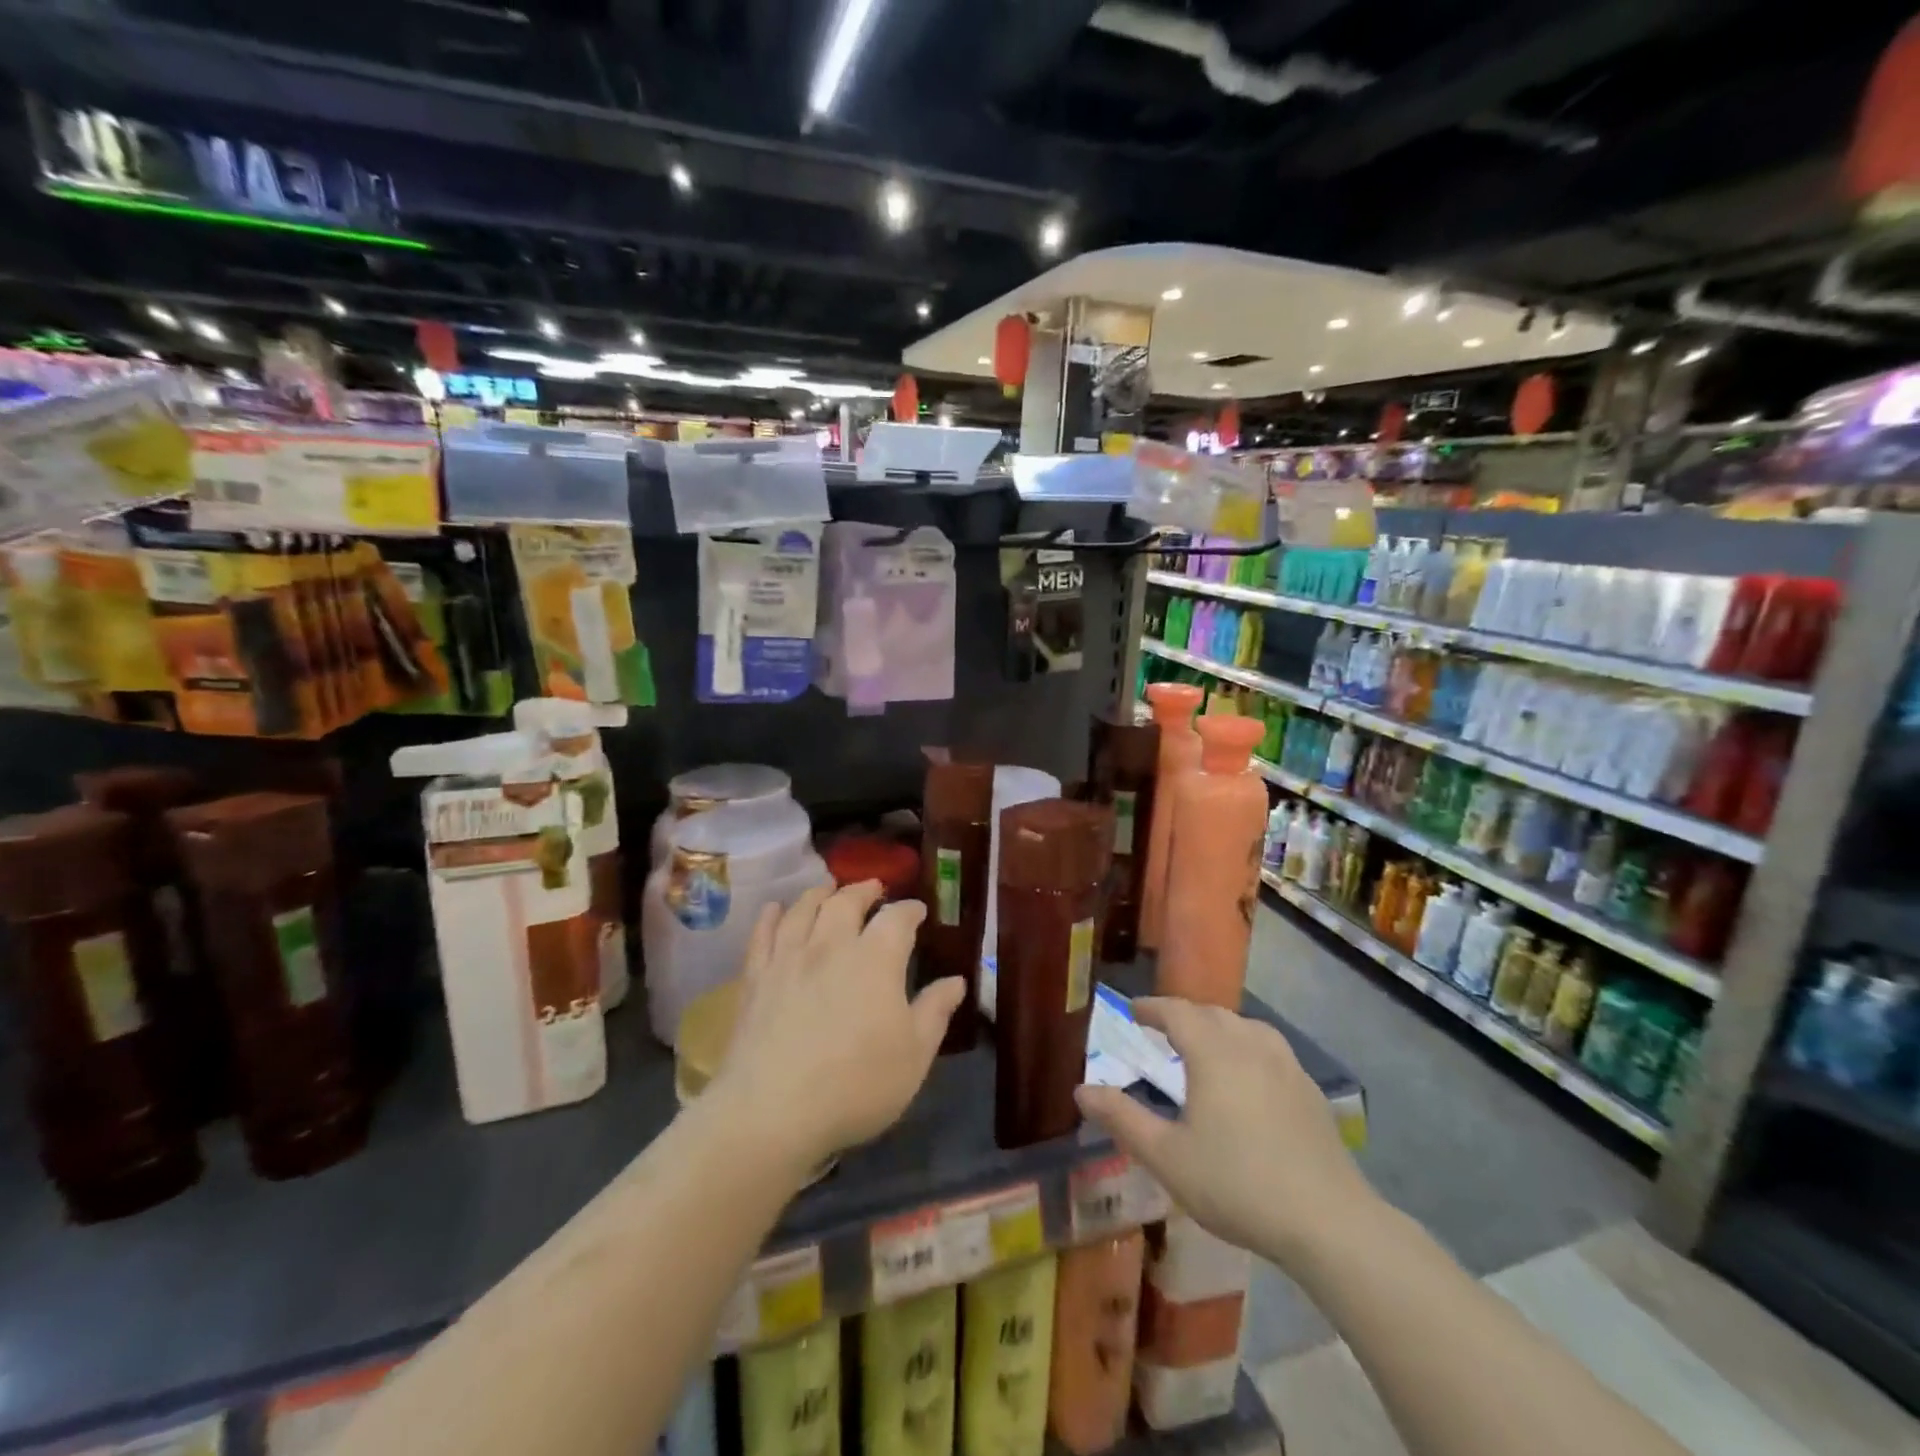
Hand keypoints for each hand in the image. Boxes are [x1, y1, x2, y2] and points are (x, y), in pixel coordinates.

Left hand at [707, 881, 965, 1176]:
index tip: (918, 910)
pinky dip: (770, 916)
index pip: (897, 918)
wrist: (773, 1110)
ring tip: (828, 889)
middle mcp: (831, 945)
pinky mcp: (755, 978)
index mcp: (876, 958)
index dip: (910, 909)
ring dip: (819, 893)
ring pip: (803, 909)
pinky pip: (762, 935)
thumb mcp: (914, 1054)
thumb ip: (935, 1011)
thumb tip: (956, 981)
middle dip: (863, 890)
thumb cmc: (856, 1084)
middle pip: (846, 901)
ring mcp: (789, 958)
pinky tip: (773, 909)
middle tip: (873, 888)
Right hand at [1075, 998, 1376, 1269]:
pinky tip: (1248, 1076)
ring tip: (1204, 1045)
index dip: (1152, 1008)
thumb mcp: (1167, 1157)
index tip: (1133, 1010)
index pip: (1177, 1011)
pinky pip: (1269, 1049)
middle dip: (1183, 1015)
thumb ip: (1122, 1119)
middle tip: (1161, 1028)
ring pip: (1245, 1026)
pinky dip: (1246, 1046)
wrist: (1328, 1222)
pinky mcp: (1309, 1090)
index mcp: (1213, 1052)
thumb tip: (1081, 1090)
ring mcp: (1286, 1065)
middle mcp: (1250, 1045)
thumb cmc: (1237, 1184)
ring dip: (1217, 1026)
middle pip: (1211, 1013)